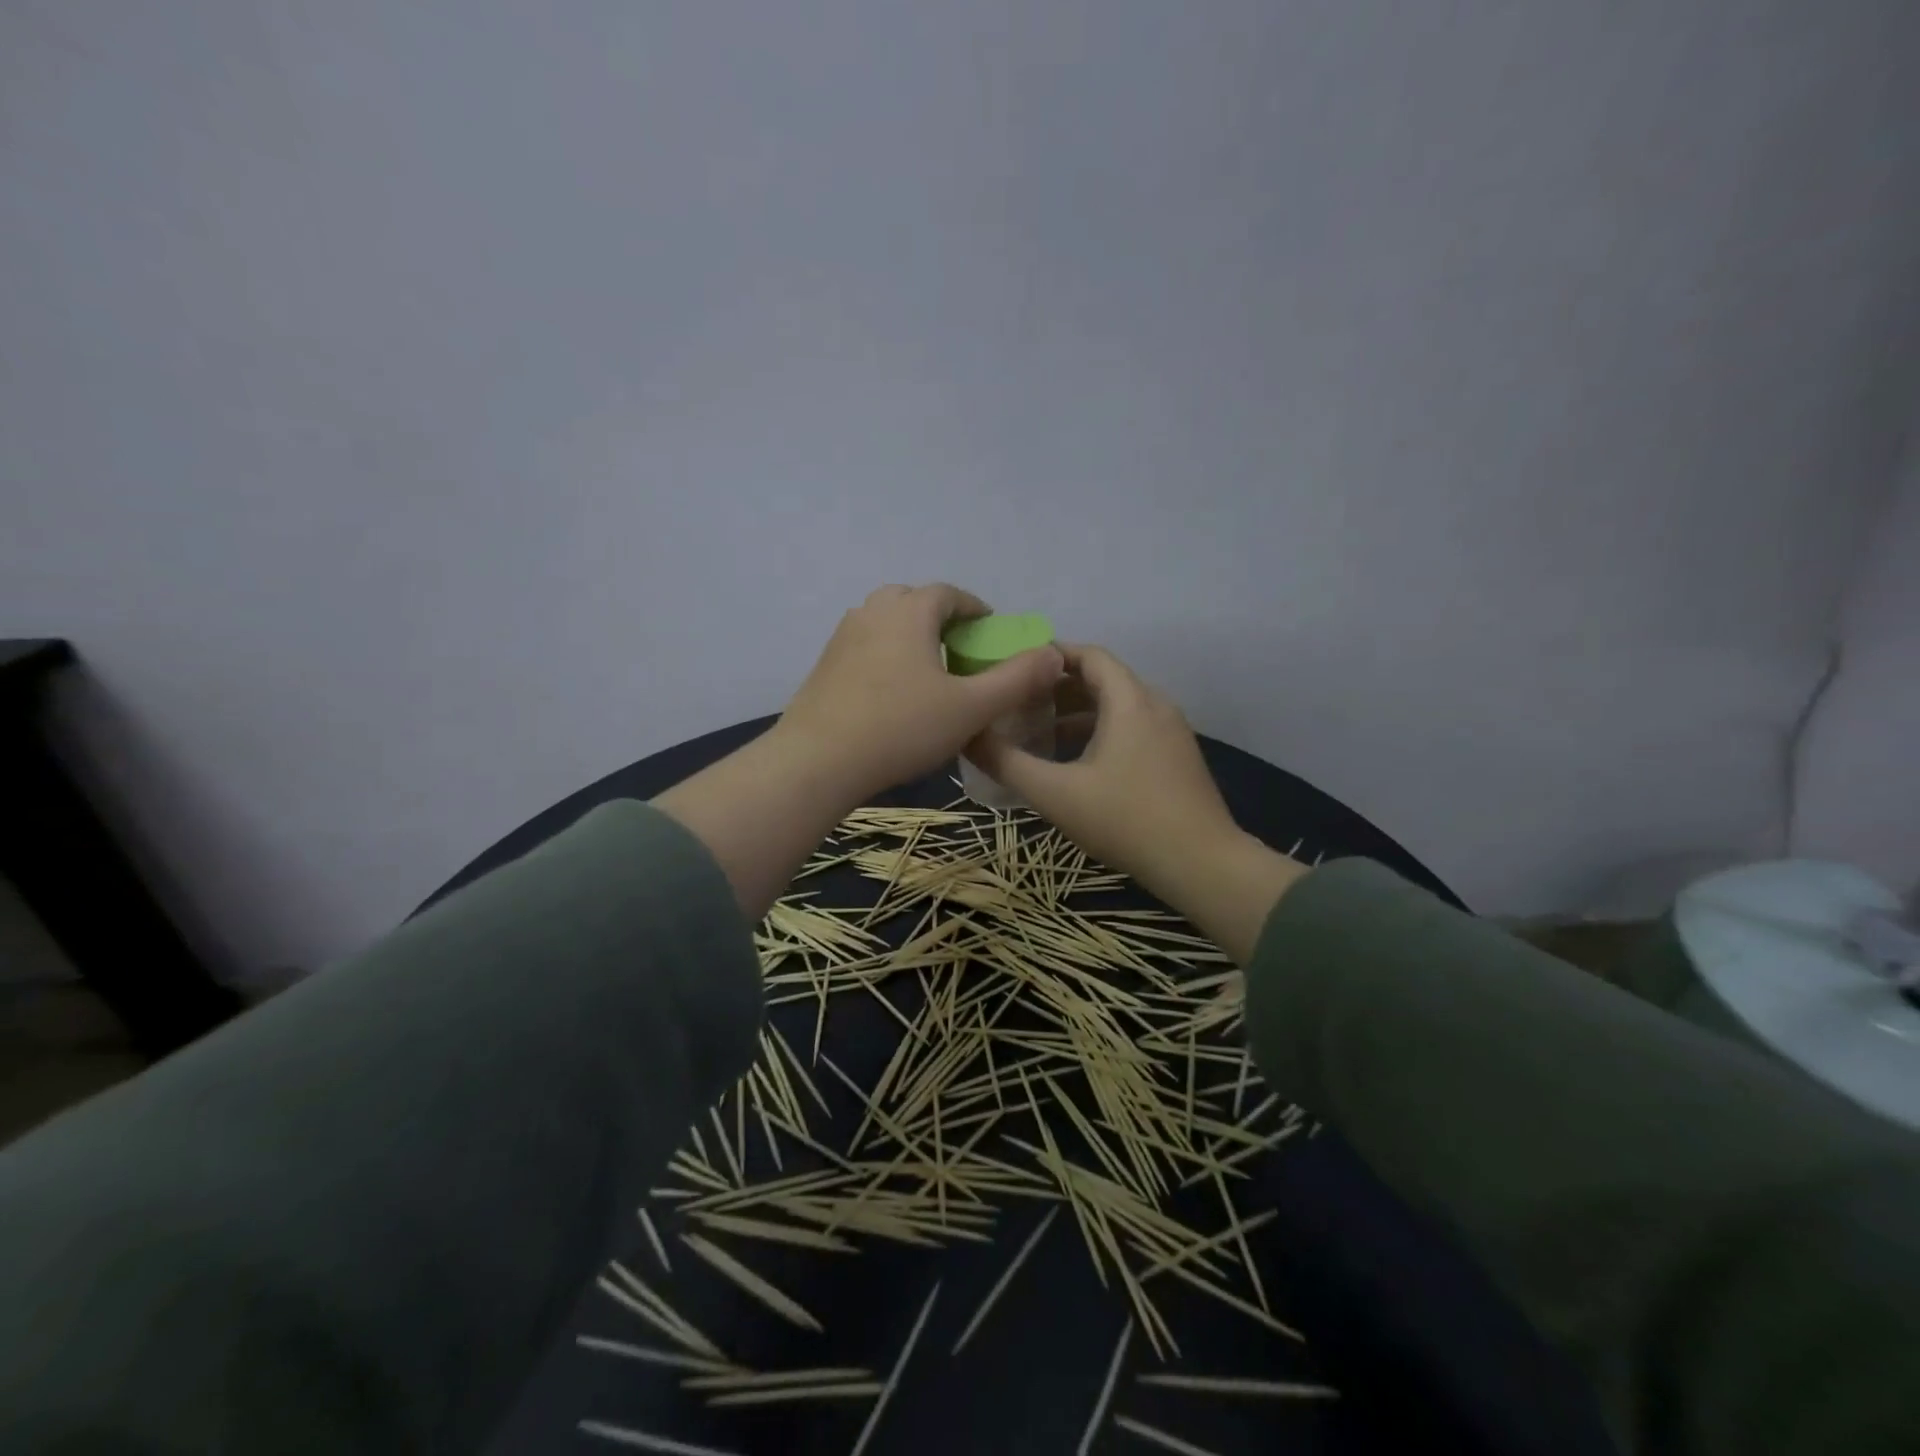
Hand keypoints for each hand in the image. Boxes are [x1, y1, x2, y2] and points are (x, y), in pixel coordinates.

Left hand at [774, 584, 1063, 806]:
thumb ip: (1016, 680)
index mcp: (909, 611)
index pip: (949, 594)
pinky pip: (865, 646)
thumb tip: (1054, 654)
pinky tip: (893, 694)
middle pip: (913, 601)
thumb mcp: (970, 708)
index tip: (991, 634)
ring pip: (885, 622)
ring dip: (911, 636)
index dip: (976, 610)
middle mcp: (872, 612)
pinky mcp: (824, 665)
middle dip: (941, 619)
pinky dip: (886, 656)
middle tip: (960, 652)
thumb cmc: (901, 728)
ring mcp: (842, 637)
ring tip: (929, 673)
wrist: (817, 761)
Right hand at [970, 644, 1304, 963]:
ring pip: (1119, 706)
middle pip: (1103, 678)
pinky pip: (1133, 727)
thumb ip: (1007, 762)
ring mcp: (1172, 731)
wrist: (1201, 863)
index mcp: (1129, 700)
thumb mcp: (1055, 794)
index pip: (1089, 655)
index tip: (1015, 668)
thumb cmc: (1126, 820)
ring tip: (1040, 732)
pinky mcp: (1178, 756)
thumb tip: (967, 736)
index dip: (1051, 655)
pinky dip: (1101, 731)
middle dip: (1058, 687)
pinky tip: (1078, 762)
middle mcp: (1155, 704)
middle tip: (1019, 702)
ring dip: (1079, 713)